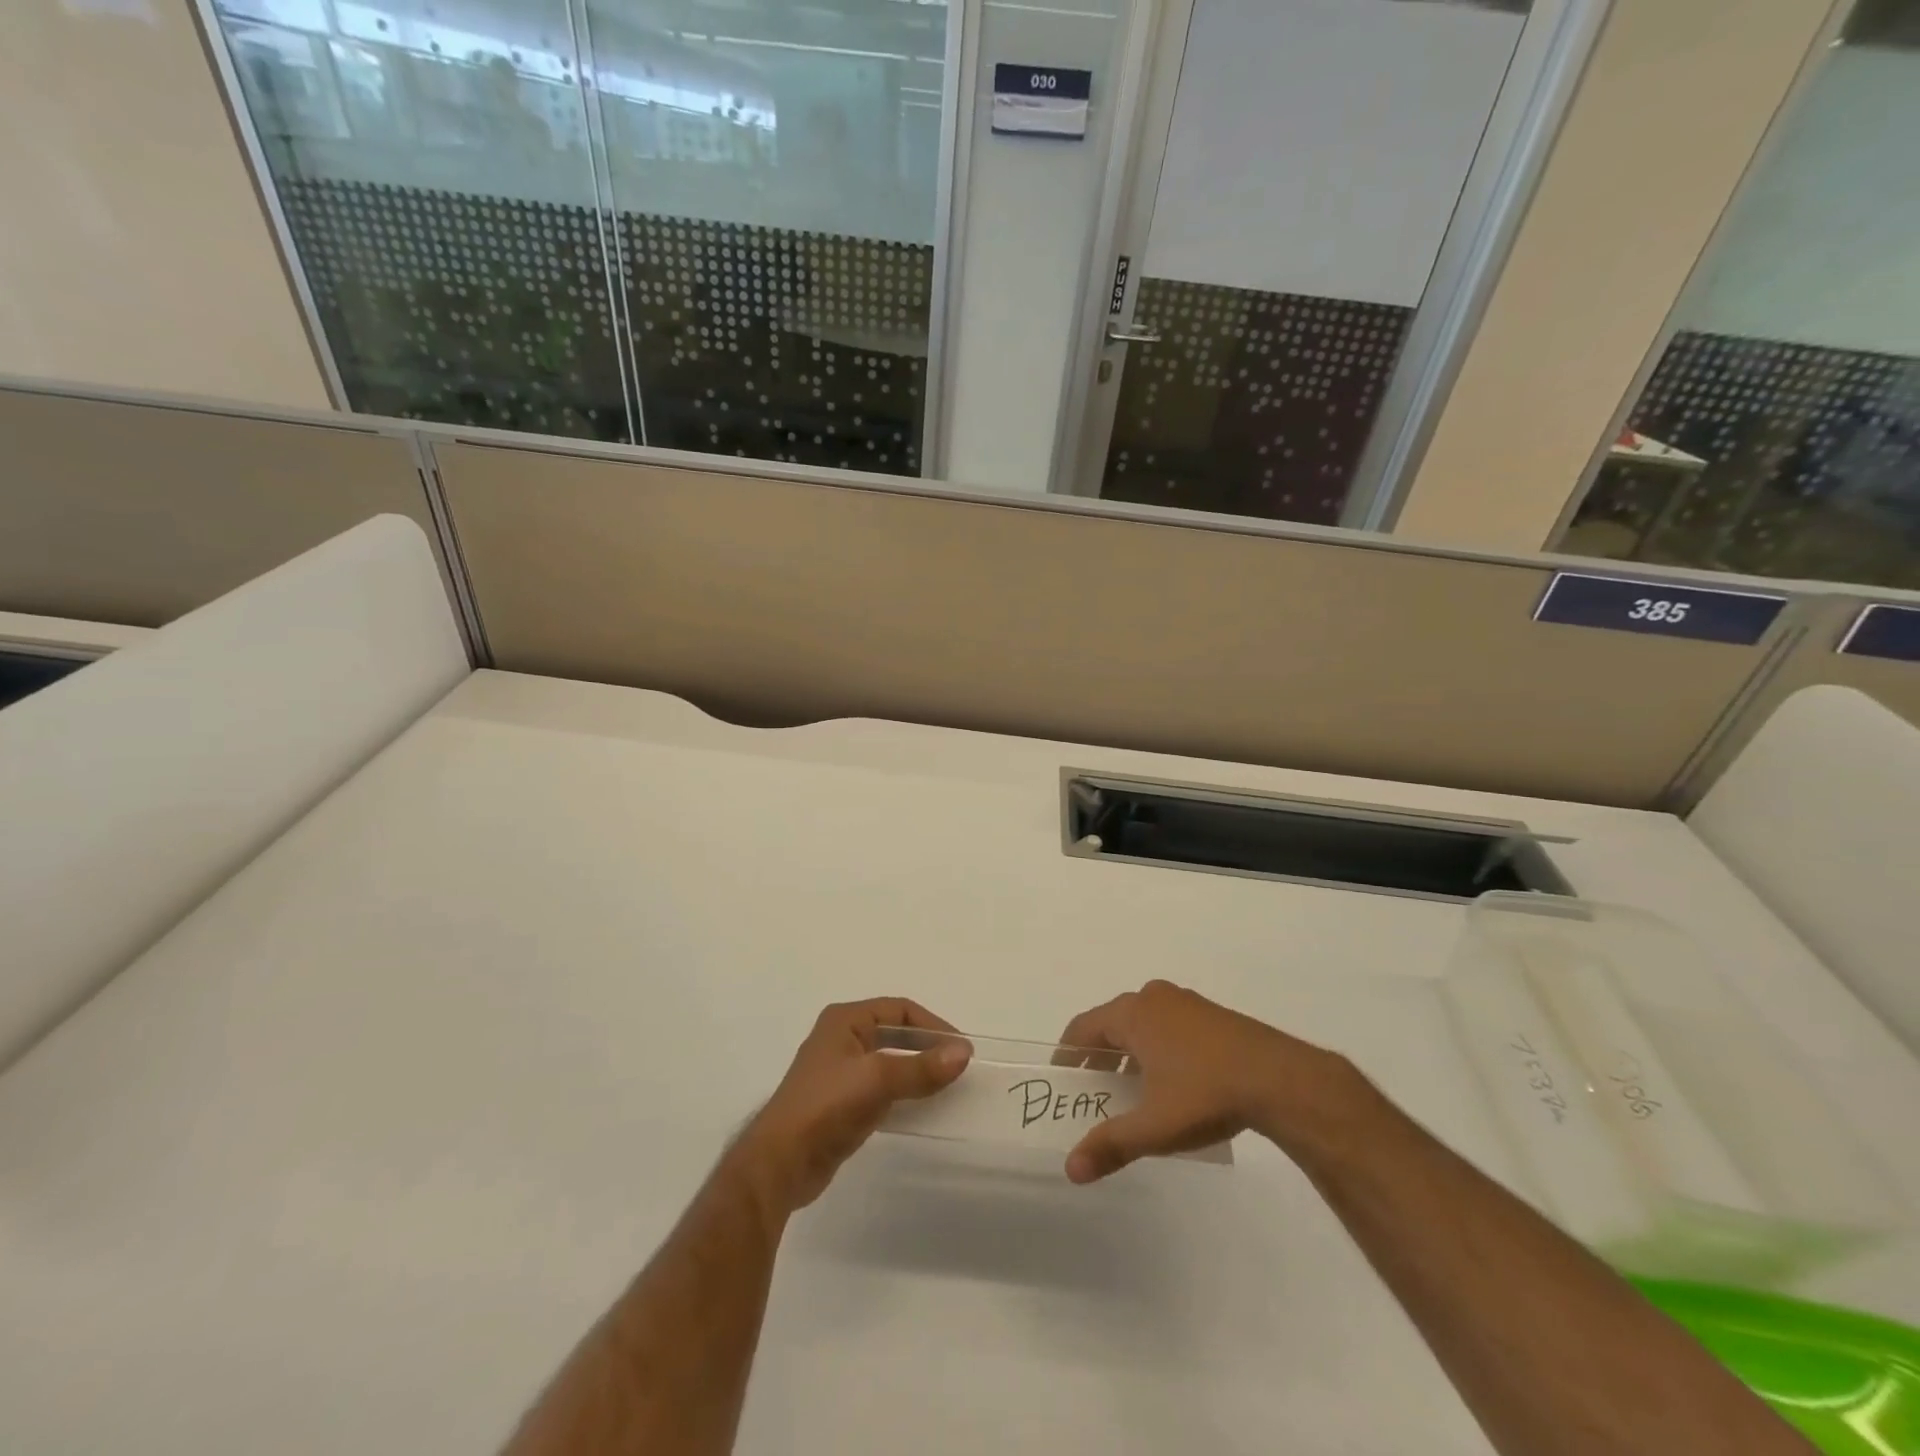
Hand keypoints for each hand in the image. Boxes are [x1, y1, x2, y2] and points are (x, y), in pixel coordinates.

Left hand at [730, 998, 970, 1214]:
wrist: (780, 1163)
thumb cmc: (826, 1106)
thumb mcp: (877, 1080)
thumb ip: (922, 1066)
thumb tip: (963, 1052)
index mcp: (845, 1020)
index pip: (899, 1009)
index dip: (932, 1024)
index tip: (960, 1048)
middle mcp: (842, 1039)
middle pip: (895, 1033)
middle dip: (926, 1046)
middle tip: (957, 1066)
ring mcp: (840, 1071)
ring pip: (889, 1061)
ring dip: (917, 1070)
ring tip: (946, 1086)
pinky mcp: (841, 1103)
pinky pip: (882, 1087)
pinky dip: (904, 1091)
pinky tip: (922, 1106)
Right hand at [1056, 980, 1348, 1182]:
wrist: (1280, 1079)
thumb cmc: (1205, 1094)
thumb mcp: (1154, 1126)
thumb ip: (1110, 1144)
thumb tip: (1070, 1169)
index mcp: (1132, 1013)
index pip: (1083, 1027)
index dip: (1068, 1054)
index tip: (1062, 1079)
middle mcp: (1154, 998)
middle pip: (1112, 1023)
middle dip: (1100, 1057)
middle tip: (1094, 1092)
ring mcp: (1186, 1003)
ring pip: (1143, 1024)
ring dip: (1130, 1054)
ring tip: (1132, 1093)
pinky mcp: (1213, 1016)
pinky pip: (1169, 1026)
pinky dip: (1158, 1049)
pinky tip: (1172, 1084)